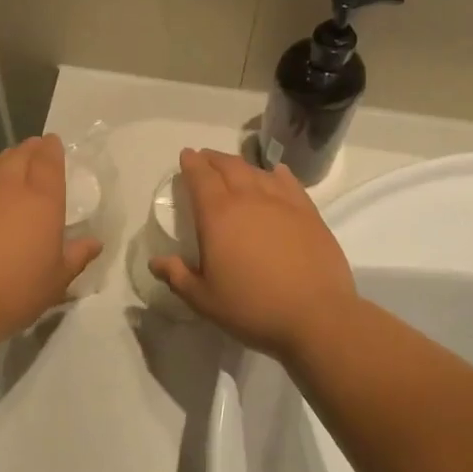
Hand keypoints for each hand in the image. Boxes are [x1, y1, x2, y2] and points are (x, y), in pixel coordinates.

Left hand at [0, 134, 101, 346]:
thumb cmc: (16, 292)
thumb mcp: (57, 280)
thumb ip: (77, 256)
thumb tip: (94, 243)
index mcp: (42, 201)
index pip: (48, 161)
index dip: (52, 149)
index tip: (53, 143)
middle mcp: (8, 188)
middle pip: (19, 156)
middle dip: (29, 149)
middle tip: (35, 148)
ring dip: (5, 160)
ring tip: (10, 162)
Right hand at [149, 147, 358, 359]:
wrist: (316, 316)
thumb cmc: (252, 307)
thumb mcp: (204, 299)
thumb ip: (177, 276)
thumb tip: (156, 262)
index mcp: (218, 215)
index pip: (200, 177)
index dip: (191, 163)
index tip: (186, 155)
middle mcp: (249, 199)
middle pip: (228, 166)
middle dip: (213, 158)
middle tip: (205, 158)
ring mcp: (282, 203)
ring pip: (257, 172)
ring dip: (241, 165)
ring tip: (234, 168)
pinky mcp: (309, 213)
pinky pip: (289, 183)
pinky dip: (276, 174)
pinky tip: (275, 174)